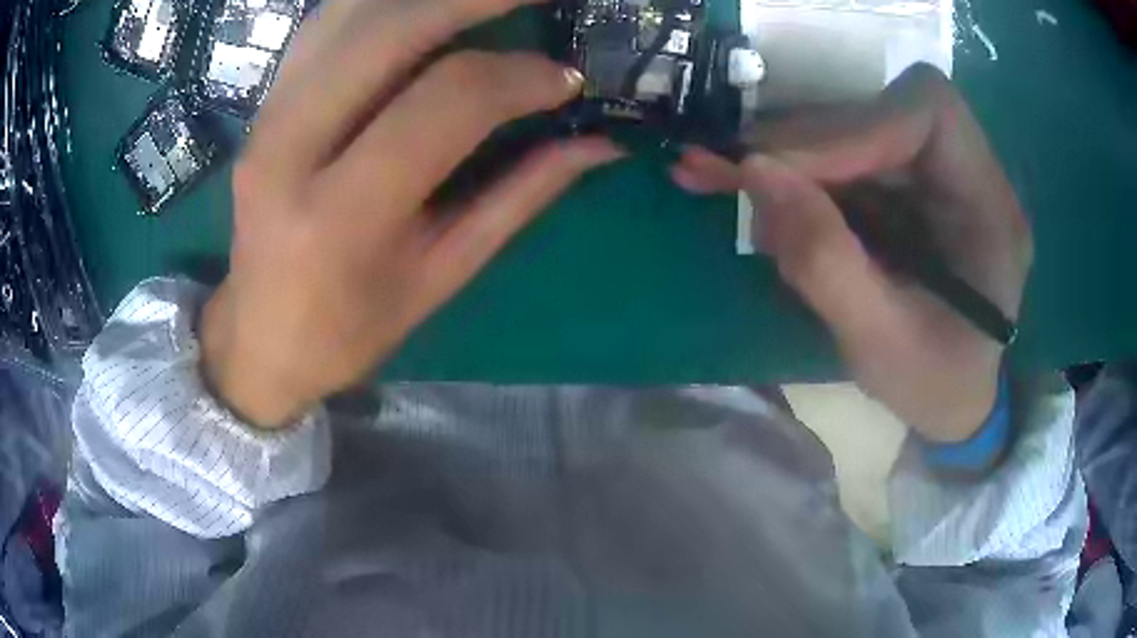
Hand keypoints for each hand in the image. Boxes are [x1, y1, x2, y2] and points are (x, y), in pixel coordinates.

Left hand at [200, 0, 622, 427]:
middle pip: (390, 30)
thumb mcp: (441, 275)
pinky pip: (324, 25)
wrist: (259, 338)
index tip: (566, 81)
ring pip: (351, 12)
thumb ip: (519, 196)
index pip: (444, 103)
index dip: (518, 79)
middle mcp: (290, 149)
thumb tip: (598, 141)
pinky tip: (422, 9)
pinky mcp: (262, 105)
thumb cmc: (349, 328)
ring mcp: (266, 118)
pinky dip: (381, 3)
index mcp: (341, 215)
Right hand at [671, 64, 1031, 442]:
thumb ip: (824, 260)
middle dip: (805, 143)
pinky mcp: (909, 186)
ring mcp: (937, 175)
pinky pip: (848, 159)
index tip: (784, 169)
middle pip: (881, 111)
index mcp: (990, 208)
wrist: (954, 401)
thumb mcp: (880, 344)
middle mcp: (968, 173)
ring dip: (791, 159)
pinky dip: (798, 176)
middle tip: (730, 173)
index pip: (929, 112)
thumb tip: (754, 172)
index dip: (855, 126)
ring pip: (855, 129)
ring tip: (728, 186)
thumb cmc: (934, 385)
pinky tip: (765, 205)